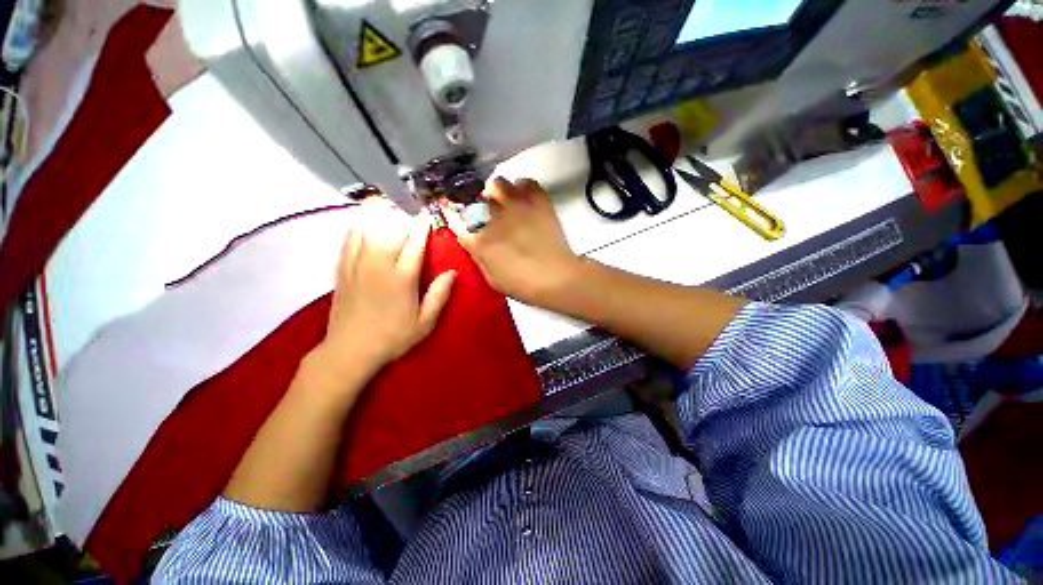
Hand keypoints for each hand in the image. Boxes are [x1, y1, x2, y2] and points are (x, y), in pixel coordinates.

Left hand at [315, 202, 455, 380]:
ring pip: (369, 230)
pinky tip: (364, 220)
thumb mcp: (424, 322)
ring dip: (380, 216)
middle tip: (412, 210)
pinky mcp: (342, 269)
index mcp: (401, 279)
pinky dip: (358, 226)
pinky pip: (349, 239)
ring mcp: (357, 265)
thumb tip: (452, 273)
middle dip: (404, 217)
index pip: (415, 244)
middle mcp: (378, 266)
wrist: (350, 350)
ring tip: (389, 206)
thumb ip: (439, 295)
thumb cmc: (393, 337)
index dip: (423, 227)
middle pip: (391, 231)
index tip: (428, 215)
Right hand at [450, 178, 578, 306]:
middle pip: (478, 198)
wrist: (556, 278)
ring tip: (507, 203)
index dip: (459, 220)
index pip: (458, 220)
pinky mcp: (538, 202)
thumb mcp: (492, 279)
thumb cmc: (523, 285)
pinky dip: (523, 187)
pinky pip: (527, 182)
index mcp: (479, 239)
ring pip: (498, 183)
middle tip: (490, 215)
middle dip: (481, 206)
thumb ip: (479, 258)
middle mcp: (493, 217)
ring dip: (499, 192)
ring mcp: (516, 206)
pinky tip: (526, 199)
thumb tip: (471, 242)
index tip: (465, 223)